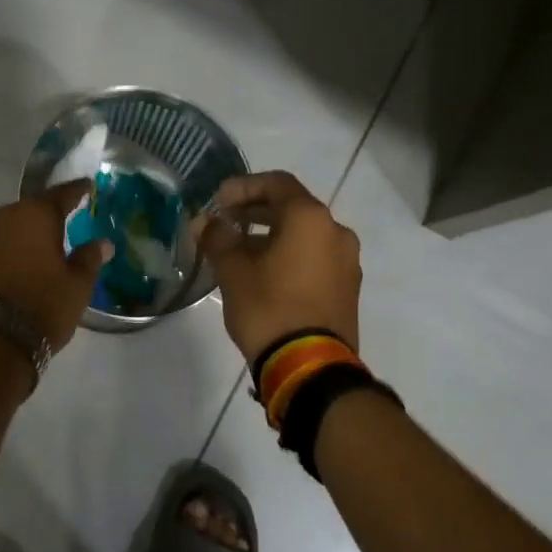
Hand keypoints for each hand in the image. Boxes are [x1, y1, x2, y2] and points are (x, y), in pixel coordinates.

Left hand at [0, 180, 113, 354]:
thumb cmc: (42, 305)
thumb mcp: (77, 285)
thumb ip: (89, 258)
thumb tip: (102, 243)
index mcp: (36, 214)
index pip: (62, 194)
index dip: (77, 190)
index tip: (88, 185)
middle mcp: (6, 216)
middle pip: (33, 207)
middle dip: (49, 212)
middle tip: (66, 217)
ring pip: (12, 225)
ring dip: (27, 231)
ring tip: (43, 241)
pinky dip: (12, 248)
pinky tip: (21, 260)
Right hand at [194, 171, 360, 361]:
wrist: (311, 368)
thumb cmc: (269, 308)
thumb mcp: (233, 271)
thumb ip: (217, 238)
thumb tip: (204, 222)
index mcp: (310, 219)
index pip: (276, 183)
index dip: (244, 186)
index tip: (218, 201)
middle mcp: (335, 232)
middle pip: (293, 207)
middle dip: (256, 211)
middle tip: (225, 222)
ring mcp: (346, 262)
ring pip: (304, 234)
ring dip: (272, 234)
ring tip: (240, 251)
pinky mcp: (347, 288)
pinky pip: (315, 257)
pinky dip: (289, 254)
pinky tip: (263, 273)